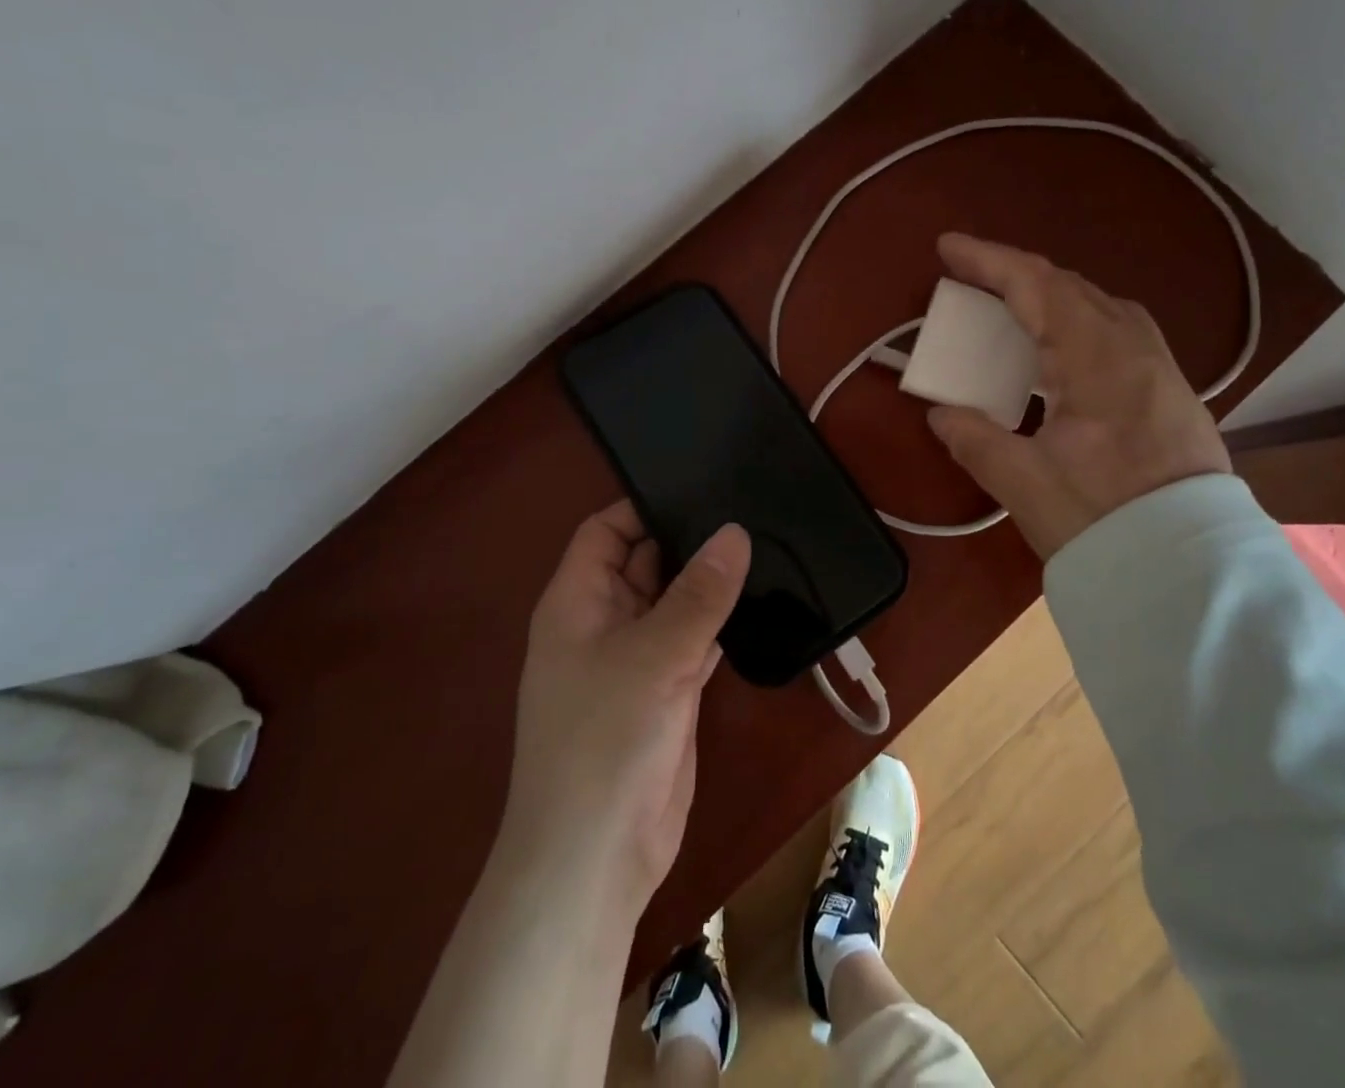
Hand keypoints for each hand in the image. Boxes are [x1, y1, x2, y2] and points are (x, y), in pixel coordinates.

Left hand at [501, 502, 749, 922]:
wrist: (597, 860)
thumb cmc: (605, 742)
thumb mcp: (655, 656)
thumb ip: (699, 594)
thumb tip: (735, 532)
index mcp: (578, 601)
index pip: (606, 530)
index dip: (645, 506)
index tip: (702, 485)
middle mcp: (604, 621)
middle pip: (646, 561)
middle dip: (689, 540)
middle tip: (749, 506)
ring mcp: (637, 658)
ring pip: (675, 602)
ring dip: (710, 582)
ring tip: (766, 540)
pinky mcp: (667, 691)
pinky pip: (695, 640)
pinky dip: (720, 623)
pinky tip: (762, 599)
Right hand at [925, 233, 1231, 559]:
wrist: (1190, 569)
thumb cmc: (1102, 518)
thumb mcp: (1023, 482)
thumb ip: (974, 438)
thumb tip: (941, 413)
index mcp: (1098, 358)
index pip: (1038, 287)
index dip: (989, 261)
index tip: (947, 248)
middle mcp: (1135, 349)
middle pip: (1071, 287)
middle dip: (1017, 274)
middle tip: (972, 280)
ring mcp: (1161, 369)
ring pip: (1101, 307)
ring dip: (1051, 296)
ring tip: (1013, 309)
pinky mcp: (1171, 393)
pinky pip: (1119, 333)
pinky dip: (1078, 323)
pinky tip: (1063, 353)